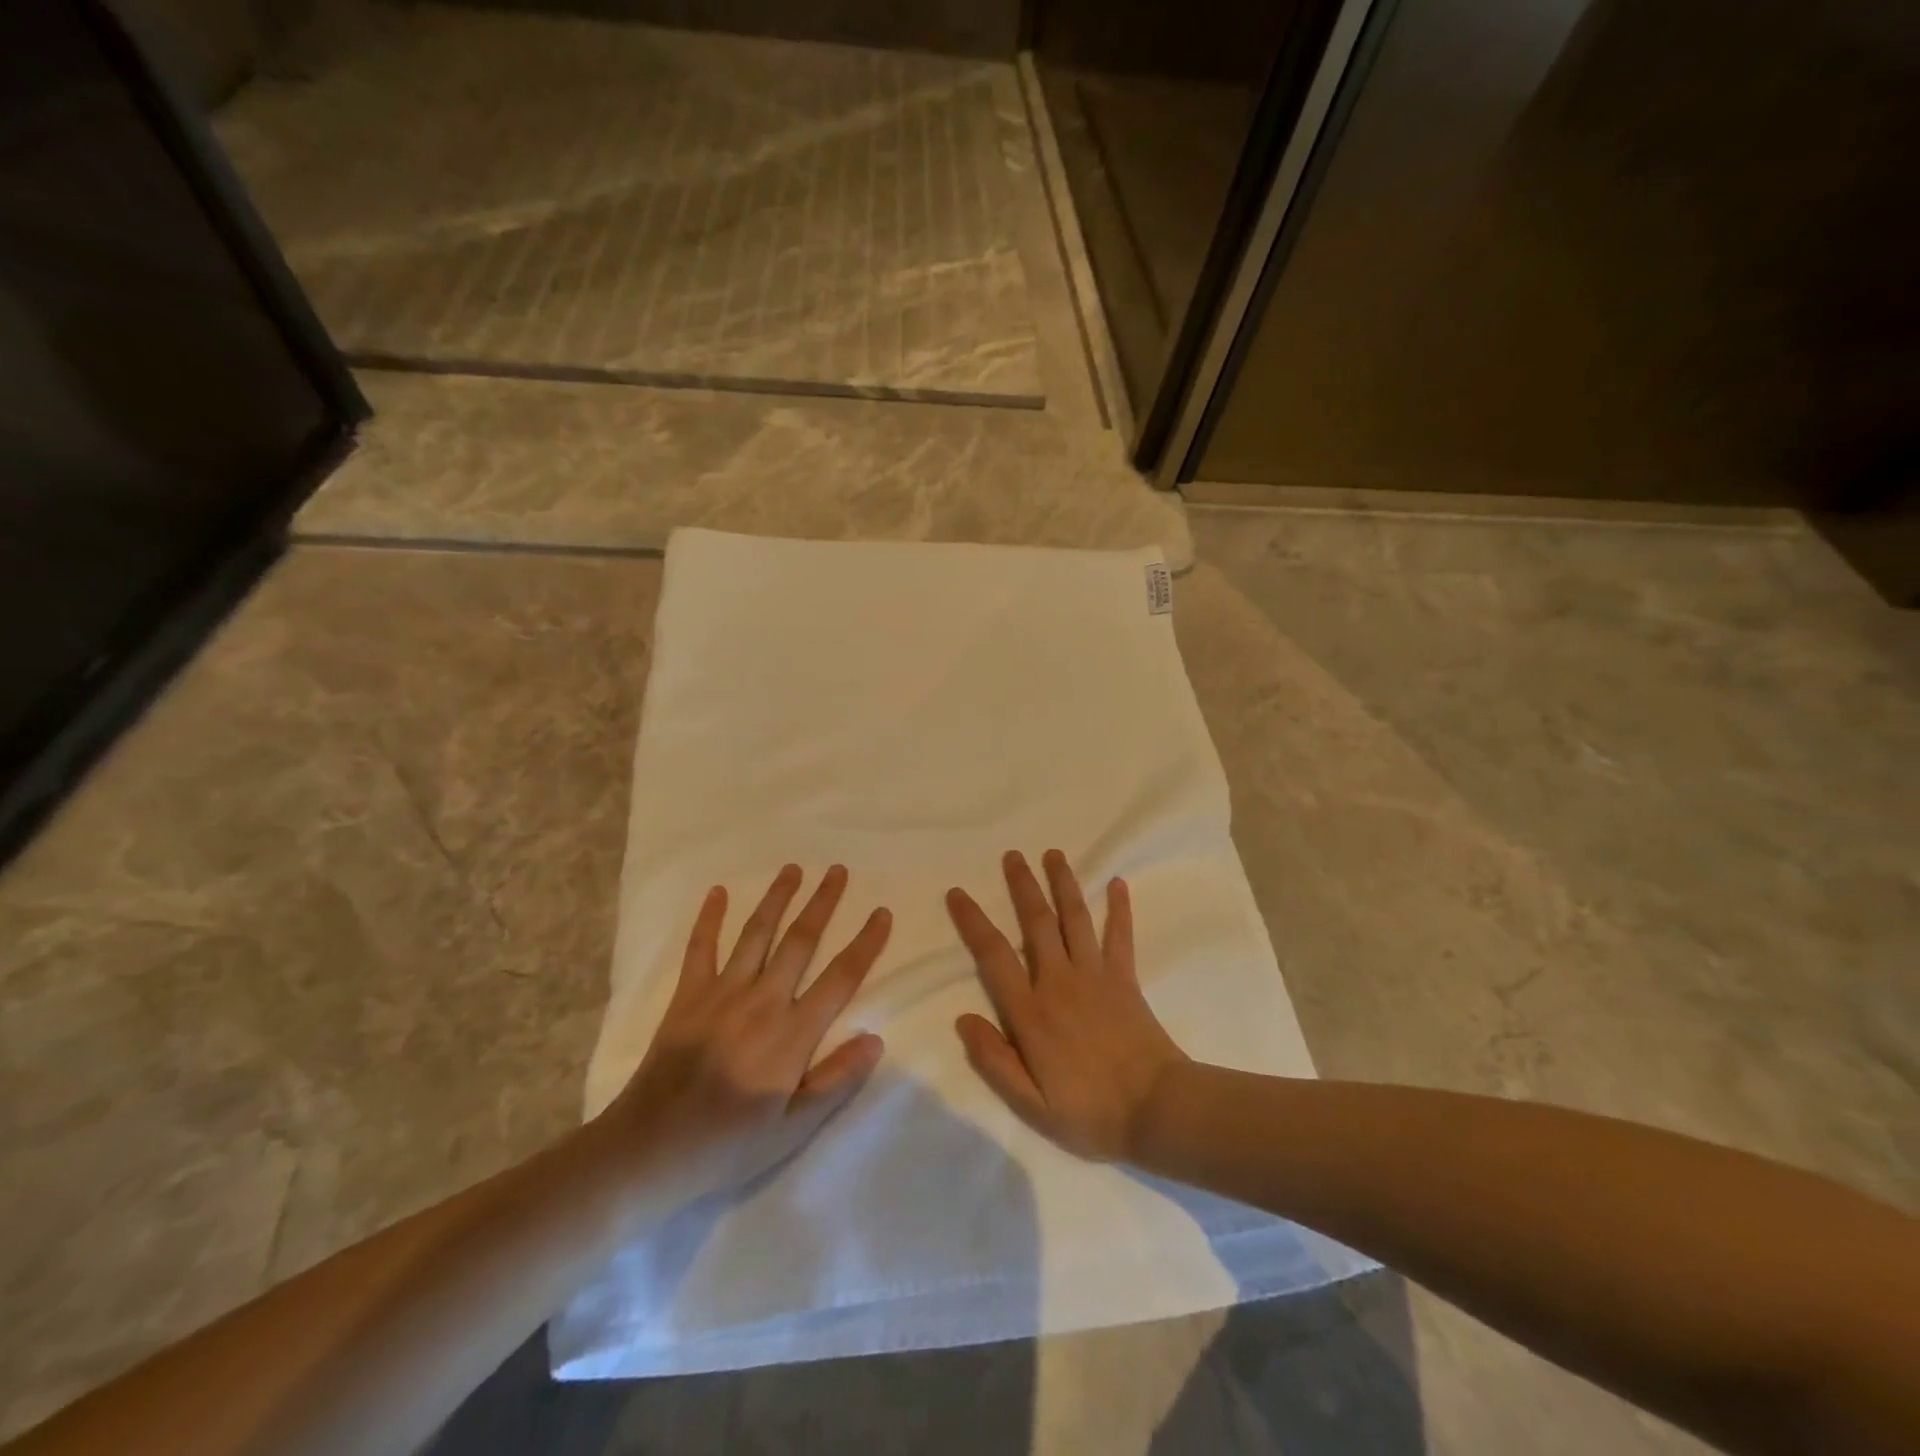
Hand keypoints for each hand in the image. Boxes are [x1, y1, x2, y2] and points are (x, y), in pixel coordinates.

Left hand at [603, 865, 889, 1199]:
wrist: (650, 1149)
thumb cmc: (728, 1144)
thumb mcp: (793, 1129)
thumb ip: (836, 1081)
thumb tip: (875, 1038)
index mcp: (793, 1033)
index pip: (840, 977)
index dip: (865, 943)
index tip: (881, 913)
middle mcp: (763, 1000)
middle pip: (800, 941)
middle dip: (822, 903)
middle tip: (837, 870)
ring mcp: (723, 993)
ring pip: (757, 934)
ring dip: (777, 898)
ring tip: (793, 869)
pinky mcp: (689, 995)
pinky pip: (701, 948)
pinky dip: (709, 918)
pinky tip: (717, 892)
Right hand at [946, 850, 1187, 1161]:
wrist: (1157, 1110)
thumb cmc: (1090, 1112)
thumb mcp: (1031, 1103)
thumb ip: (994, 1060)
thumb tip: (962, 1018)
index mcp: (1032, 1011)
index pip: (994, 955)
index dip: (973, 922)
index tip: (958, 893)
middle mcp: (1060, 981)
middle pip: (1037, 923)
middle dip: (1022, 885)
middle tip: (1012, 855)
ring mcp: (1096, 975)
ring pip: (1076, 918)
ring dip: (1063, 883)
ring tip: (1053, 854)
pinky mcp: (1125, 978)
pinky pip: (1120, 936)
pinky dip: (1120, 908)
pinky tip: (1118, 882)